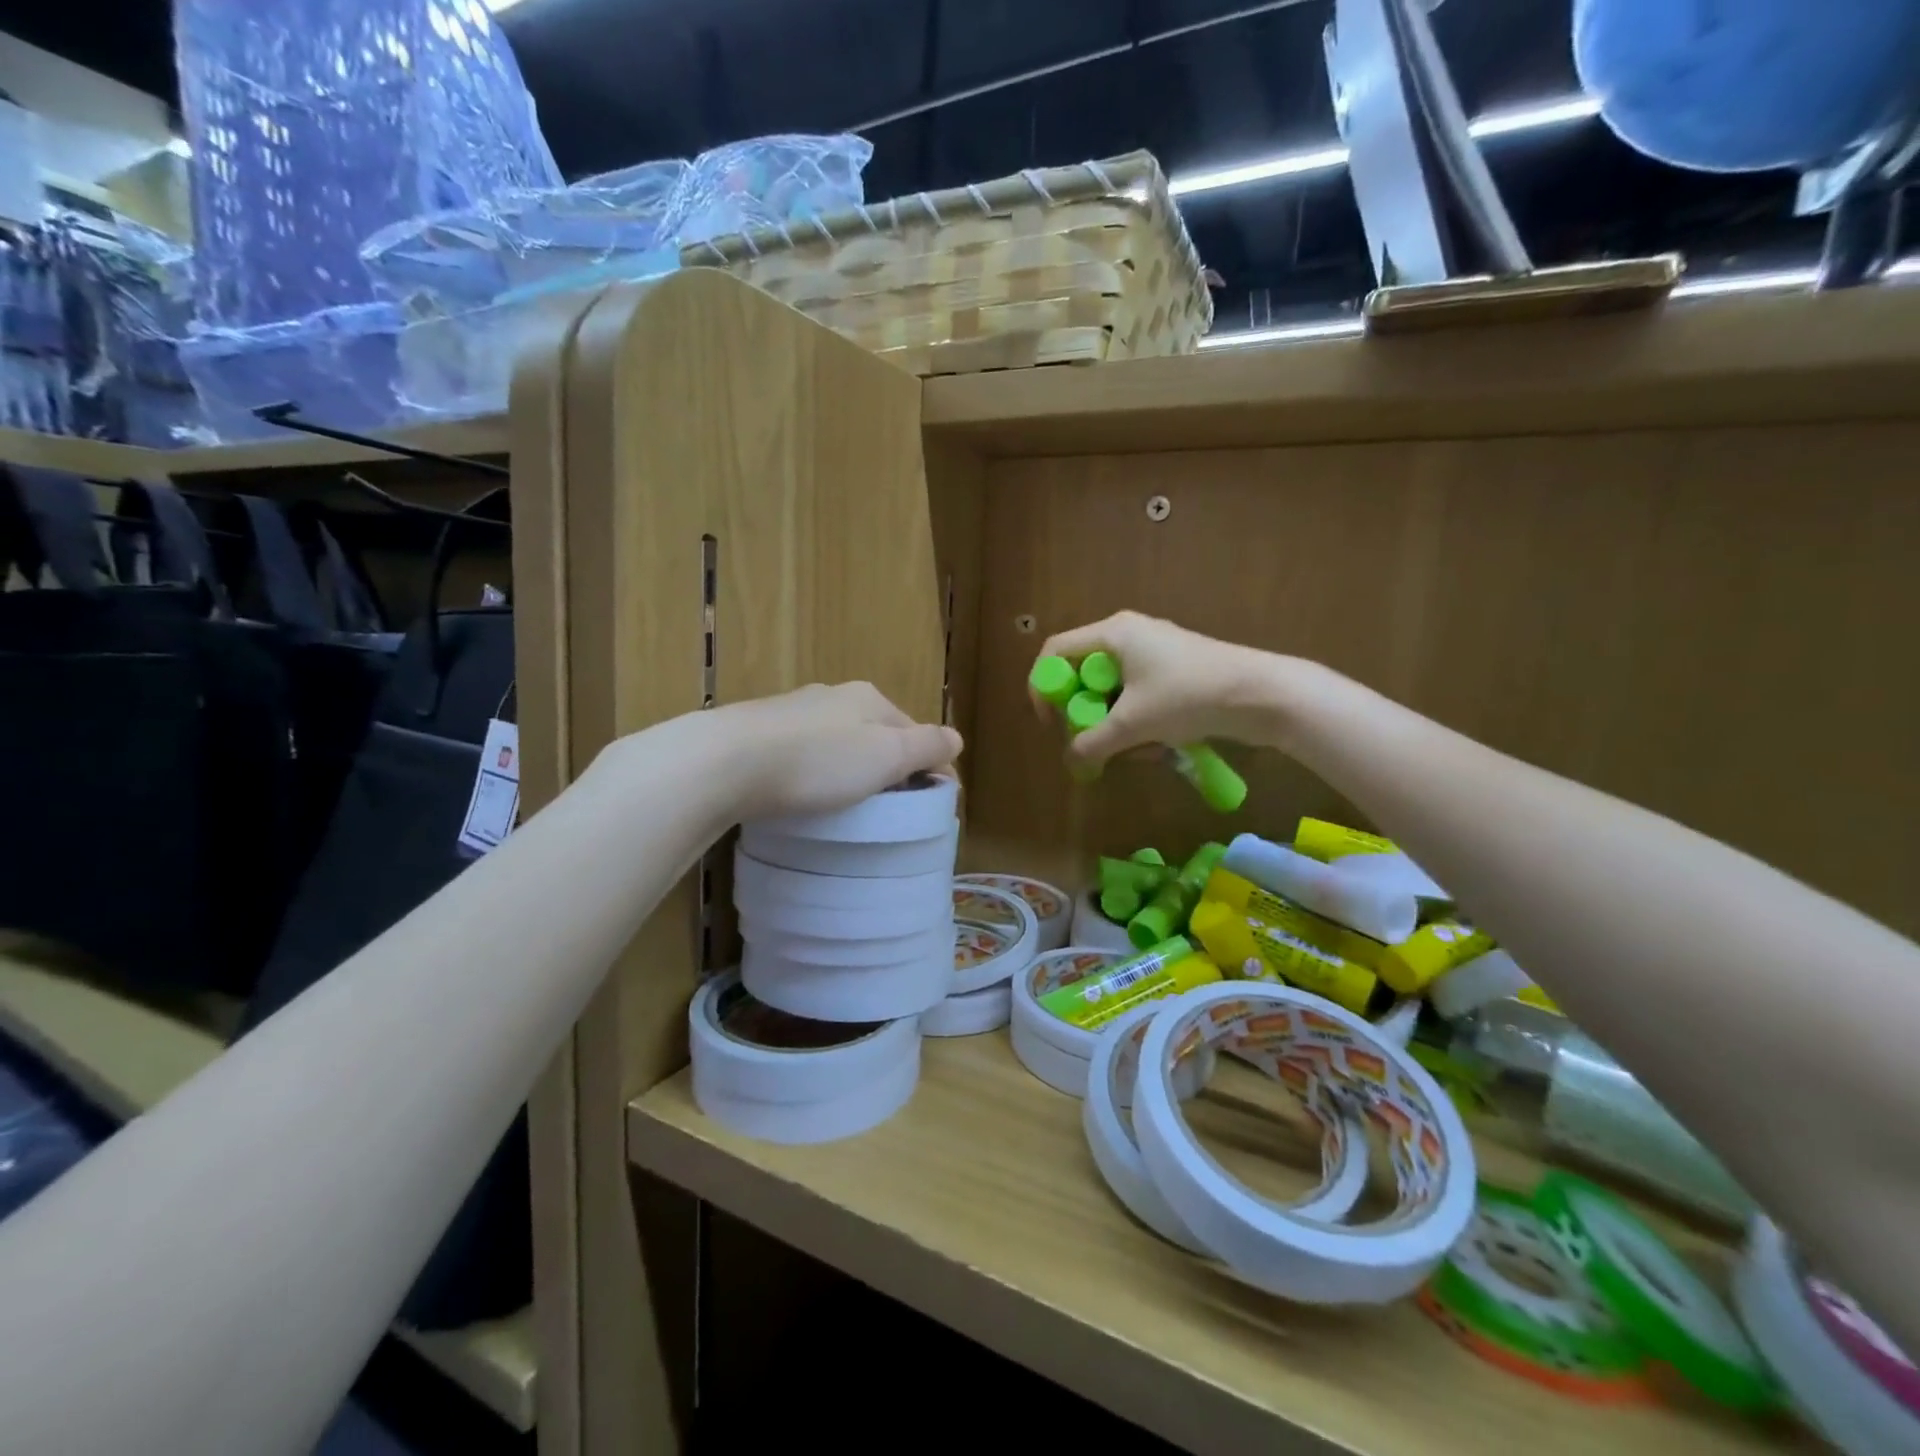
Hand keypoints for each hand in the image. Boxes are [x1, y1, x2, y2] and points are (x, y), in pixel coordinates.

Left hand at [709, 682, 960, 821]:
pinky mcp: (761, 731)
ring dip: (851, 768)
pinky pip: (804, 752)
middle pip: (876, 734)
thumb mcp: (886, 755)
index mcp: (870, 698)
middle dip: (889, 766)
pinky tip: (805, 792)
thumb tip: (957, 739)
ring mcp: (794, 711)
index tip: (932, 803)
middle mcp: (833, 695)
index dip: (929, 765)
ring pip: (839, 741)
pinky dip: (816, 770)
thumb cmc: (820, 761)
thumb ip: (927, 746)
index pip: (914, 730)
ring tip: (848, 805)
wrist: (728, 761)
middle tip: (890, 808)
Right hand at [1031, 612, 1282, 769]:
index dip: (1043, 687)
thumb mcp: (1132, 724)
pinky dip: (1137, 721)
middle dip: (1083, 712)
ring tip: (1132, 750)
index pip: (1055, 651)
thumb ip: (1092, 744)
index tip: (1051, 722)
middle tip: (1089, 740)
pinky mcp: (1174, 671)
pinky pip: (1137, 695)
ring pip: (1111, 689)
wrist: (1262, 694)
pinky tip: (1155, 747)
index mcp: (1113, 633)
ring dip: (1113, 723)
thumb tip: (1071, 764)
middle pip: (1083, 672)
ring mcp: (1154, 652)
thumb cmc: (1187, 696)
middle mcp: (1129, 635)